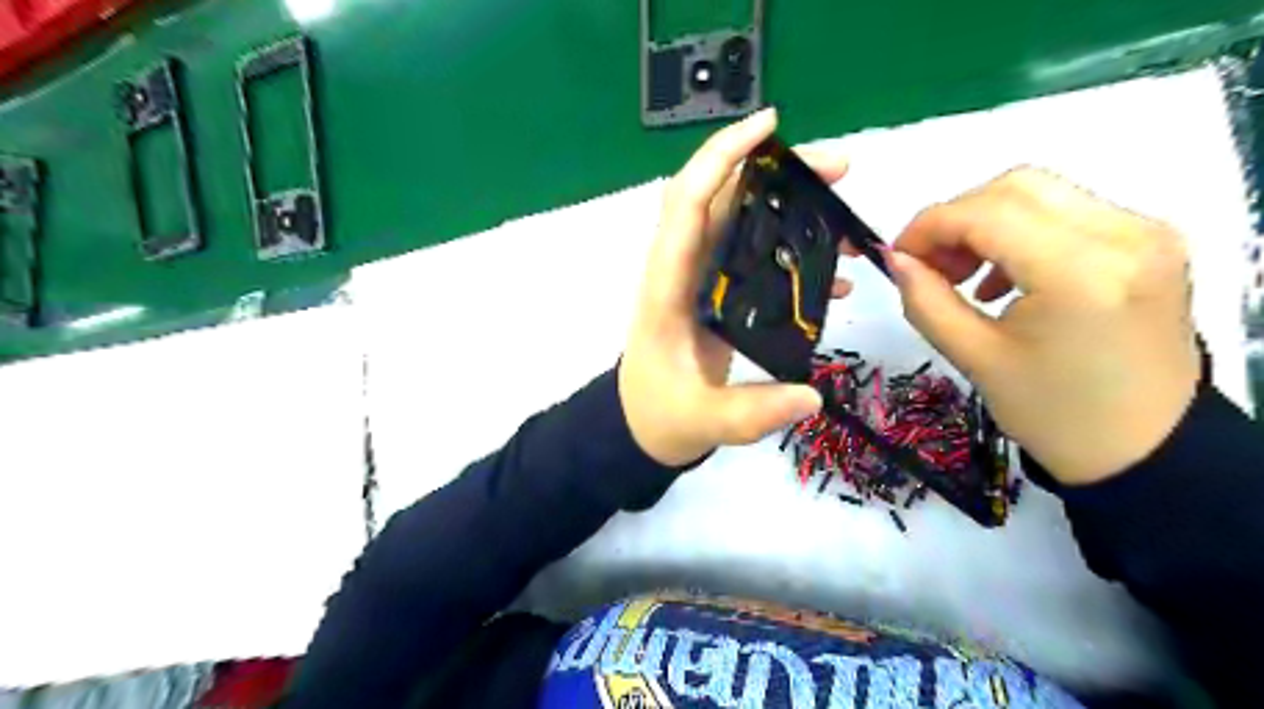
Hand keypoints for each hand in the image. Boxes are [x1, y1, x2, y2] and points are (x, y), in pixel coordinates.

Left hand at [620, 107, 848, 464]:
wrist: (642, 425)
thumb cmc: (659, 416)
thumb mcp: (703, 421)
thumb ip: (753, 412)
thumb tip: (812, 397)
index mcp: (667, 288)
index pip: (687, 205)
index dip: (721, 158)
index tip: (769, 126)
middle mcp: (682, 271)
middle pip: (722, 199)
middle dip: (775, 172)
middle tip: (838, 170)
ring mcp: (700, 281)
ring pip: (740, 222)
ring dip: (789, 206)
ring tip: (843, 209)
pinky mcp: (717, 295)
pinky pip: (753, 256)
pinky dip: (790, 251)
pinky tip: (832, 273)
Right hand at [886, 168, 1196, 483]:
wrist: (1145, 448)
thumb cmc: (1053, 413)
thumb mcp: (975, 358)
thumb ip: (926, 301)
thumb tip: (894, 259)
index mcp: (1081, 273)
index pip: (987, 213)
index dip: (929, 226)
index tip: (897, 255)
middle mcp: (1125, 236)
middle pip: (1016, 188)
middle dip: (956, 219)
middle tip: (928, 264)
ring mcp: (1146, 234)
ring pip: (1041, 194)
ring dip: (986, 222)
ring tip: (962, 273)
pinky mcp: (1150, 242)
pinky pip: (1069, 213)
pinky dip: (1021, 231)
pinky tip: (1003, 277)